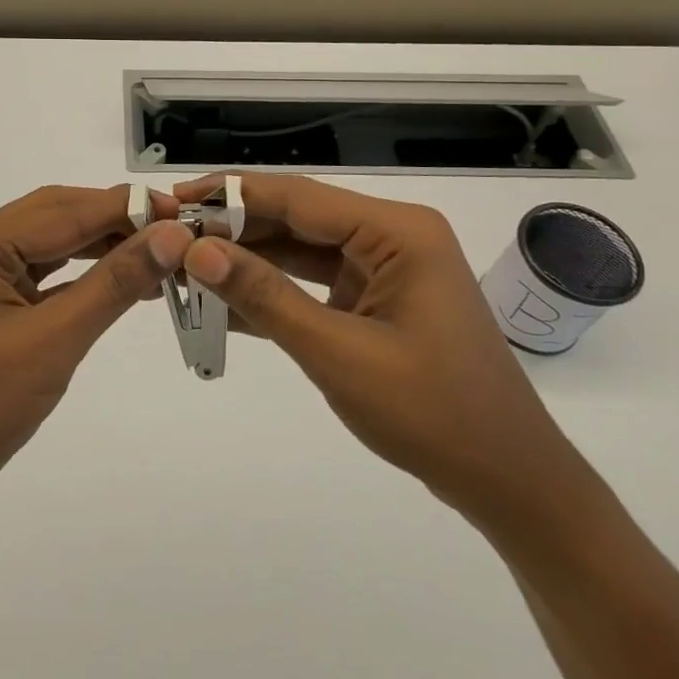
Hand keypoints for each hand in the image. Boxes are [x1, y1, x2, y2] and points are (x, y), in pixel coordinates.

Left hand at [0, 185, 190, 523]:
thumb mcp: (53, 341)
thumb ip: (113, 284)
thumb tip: (172, 237)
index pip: (62, 213)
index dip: (125, 209)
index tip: (183, 210)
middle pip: (54, 217)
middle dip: (115, 221)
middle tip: (177, 229)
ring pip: (49, 241)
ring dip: (101, 246)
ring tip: (159, 252)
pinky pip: (39, 270)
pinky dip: (79, 273)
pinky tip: (119, 275)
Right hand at [176, 173, 583, 527]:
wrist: (508, 483)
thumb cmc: (432, 413)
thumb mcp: (337, 352)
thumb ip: (264, 296)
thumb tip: (196, 250)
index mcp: (397, 232)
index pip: (297, 197)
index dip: (230, 195)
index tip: (173, 198)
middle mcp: (392, 237)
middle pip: (297, 219)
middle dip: (234, 229)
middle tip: (170, 237)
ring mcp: (385, 270)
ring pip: (300, 251)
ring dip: (248, 260)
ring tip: (185, 264)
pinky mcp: (377, 300)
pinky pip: (313, 284)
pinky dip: (272, 293)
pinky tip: (221, 301)